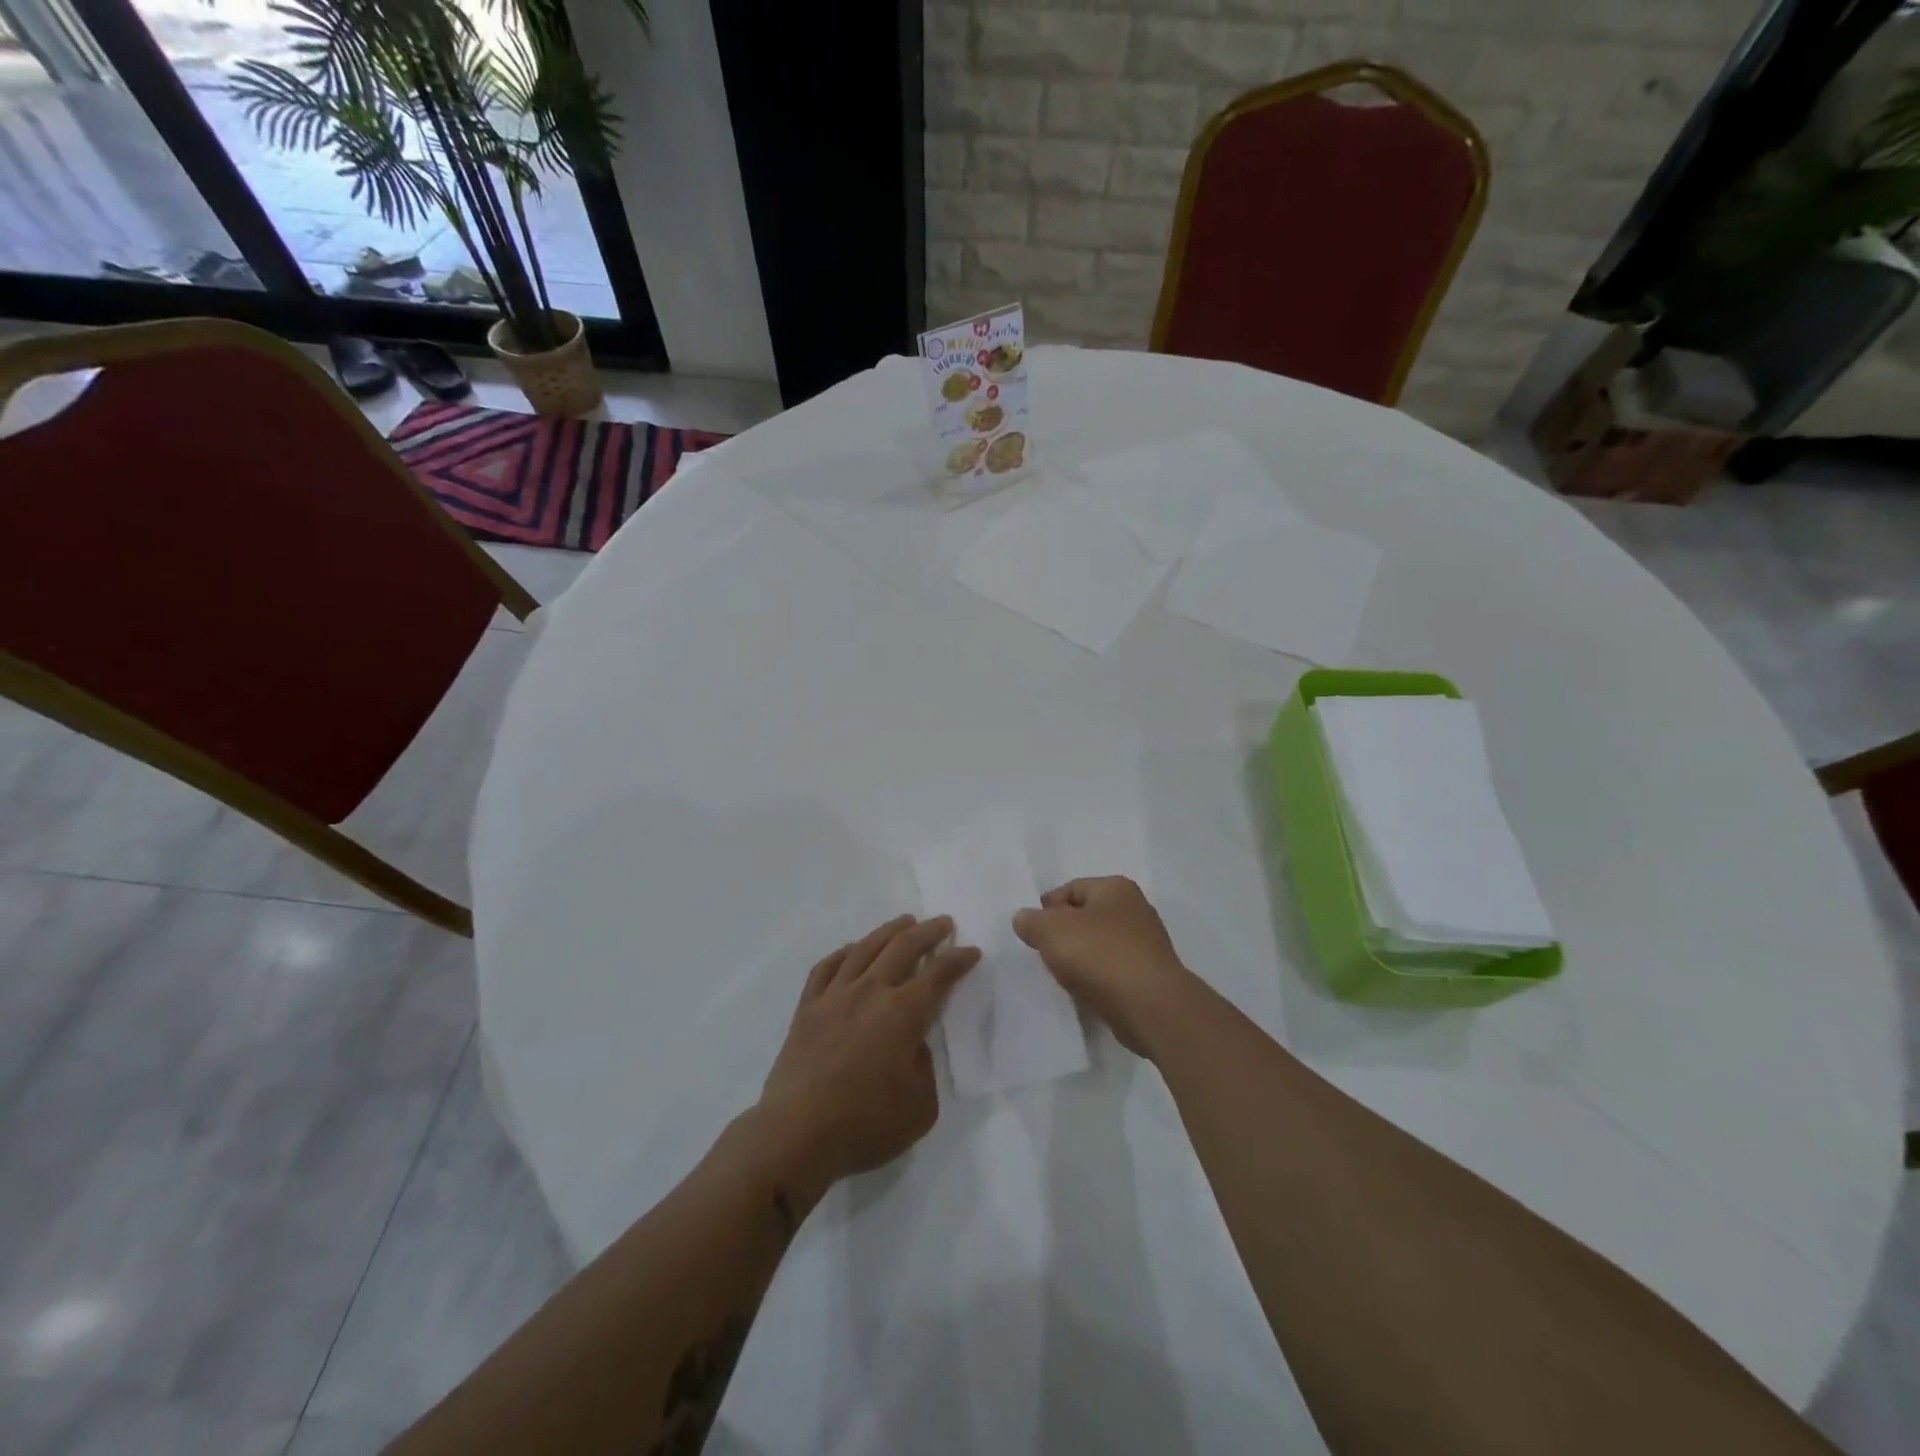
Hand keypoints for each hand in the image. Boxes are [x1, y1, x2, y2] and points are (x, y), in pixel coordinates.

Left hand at [758, 915, 978, 1196]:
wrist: (796, 1134)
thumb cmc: (865, 1124)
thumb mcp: (920, 1106)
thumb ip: (924, 1066)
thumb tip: (911, 1043)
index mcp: (903, 1013)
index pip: (939, 975)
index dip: (958, 960)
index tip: (971, 951)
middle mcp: (870, 992)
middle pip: (903, 947)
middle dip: (928, 932)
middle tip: (942, 923)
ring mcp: (835, 996)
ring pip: (865, 948)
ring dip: (889, 931)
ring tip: (904, 922)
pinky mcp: (807, 1008)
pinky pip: (827, 967)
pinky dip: (843, 952)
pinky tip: (851, 950)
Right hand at [1012, 877, 1194, 1056]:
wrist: (1152, 1008)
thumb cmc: (1100, 957)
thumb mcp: (1052, 931)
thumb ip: (1032, 921)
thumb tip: (1024, 918)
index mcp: (1116, 888)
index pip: (1072, 888)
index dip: (1048, 907)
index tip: (1032, 931)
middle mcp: (1136, 909)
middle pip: (1087, 915)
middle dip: (1064, 932)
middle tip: (1044, 952)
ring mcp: (1147, 943)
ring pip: (1101, 943)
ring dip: (1081, 956)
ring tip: (1063, 974)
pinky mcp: (1151, 975)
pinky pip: (1114, 968)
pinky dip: (1098, 976)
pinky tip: (1086, 990)